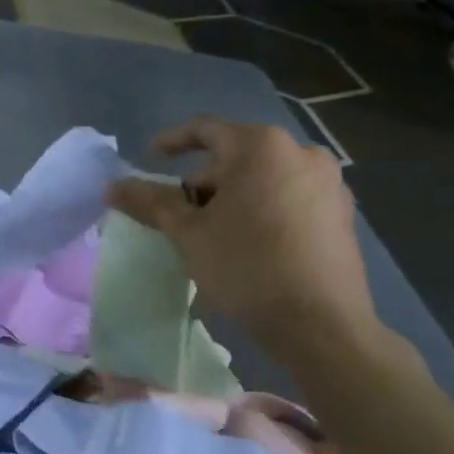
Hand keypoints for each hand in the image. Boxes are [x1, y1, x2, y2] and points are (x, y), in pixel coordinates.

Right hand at [104, 117, 378, 354]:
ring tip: (211, 232)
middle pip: (235, 154)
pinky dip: (261, 208)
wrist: (321, 324)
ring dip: (231, 196)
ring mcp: (328, 183)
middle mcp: (300, 153)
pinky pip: (289, 196)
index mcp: (260, 147)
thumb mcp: (188, 233)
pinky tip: (247, 243)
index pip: (205, 129)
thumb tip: (112, 186)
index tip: (150, 158)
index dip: (171, 141)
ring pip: (263, 177)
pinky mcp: (341, 213)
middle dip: (202, 180)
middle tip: (178, 212)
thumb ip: (150, 202)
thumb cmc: (246, 266)